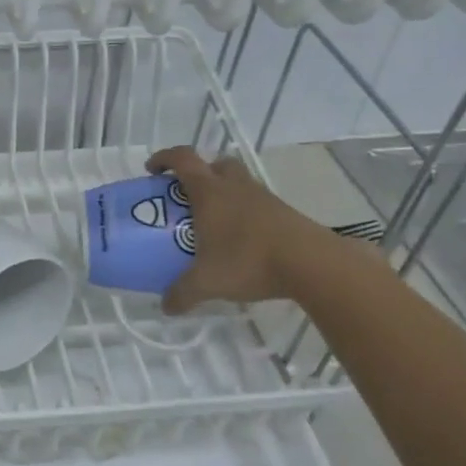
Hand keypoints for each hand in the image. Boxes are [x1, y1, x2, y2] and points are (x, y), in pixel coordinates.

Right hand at [145, 146, 354, 311]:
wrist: (312, 264)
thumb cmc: (249, 260)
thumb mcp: (207, 282)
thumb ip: (182, 293)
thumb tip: (165, 307)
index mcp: (210, 192)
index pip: (183, 158)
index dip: (164, 158)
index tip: (152, 171)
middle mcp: (235, 186)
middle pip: (215, 164)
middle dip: (199, 174)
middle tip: (187, 197)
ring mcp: (263, 197)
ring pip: (238, 182)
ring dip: (224, 193)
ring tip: (214, 222)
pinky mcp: (284, 212)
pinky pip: (256, 203)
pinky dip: (244, 213)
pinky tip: (241, 240)